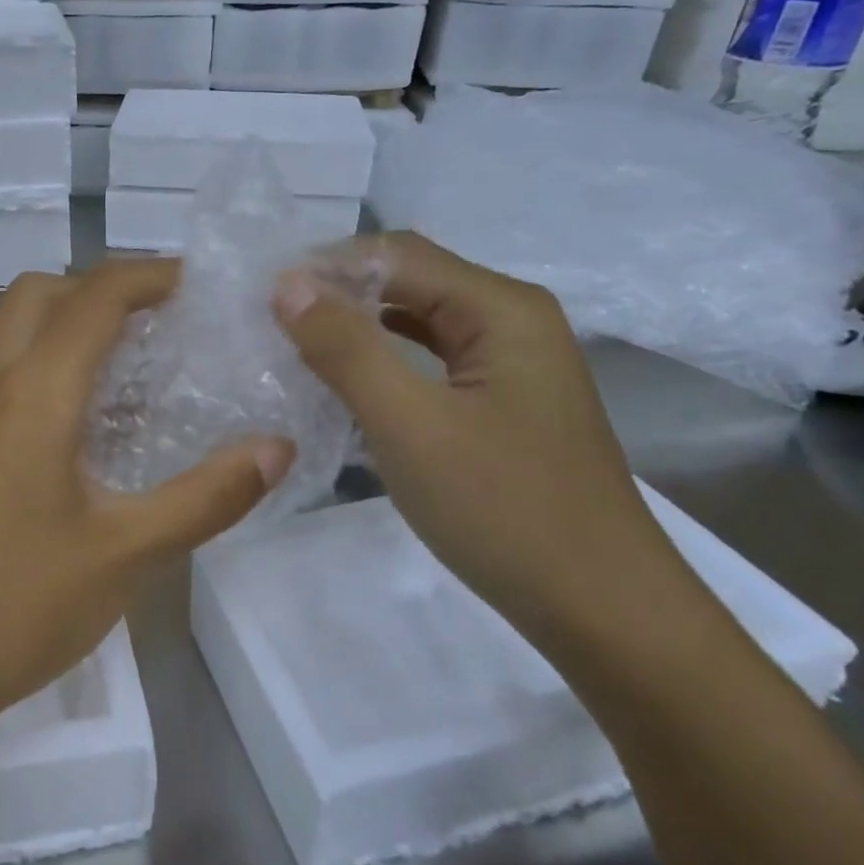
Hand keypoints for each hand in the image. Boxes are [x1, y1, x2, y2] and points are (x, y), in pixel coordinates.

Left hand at [0, 260, 295, 730]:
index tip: (200, 284)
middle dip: (102, 287)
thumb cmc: (19, 604)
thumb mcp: (129, 553)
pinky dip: (48, 363)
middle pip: (42, 293)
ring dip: (71, 324)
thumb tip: (277, 448)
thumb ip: (208, 496)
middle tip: (163, 320)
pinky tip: (88, 424)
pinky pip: (4, 372)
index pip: (94, 295)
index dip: (150, 274)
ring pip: (15, 330)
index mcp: (33, 392)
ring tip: (135, 365)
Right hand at [275, 233, 677, 635]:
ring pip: (417, 323)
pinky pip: (429, 362)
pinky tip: (345, 382)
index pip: (395, 254)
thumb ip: (345, 348)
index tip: (261, 297)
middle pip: (409, 281)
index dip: (324, 266)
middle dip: (338, 294)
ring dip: (357, 327)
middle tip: (269, 322)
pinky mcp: (501, 404)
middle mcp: (511, 320)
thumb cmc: (503, 509)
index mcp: (500, 308)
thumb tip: (286, 284)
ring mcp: (510, 365)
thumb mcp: (409, 424)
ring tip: (294, 344)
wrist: (602, 610)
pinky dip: (383, 363)